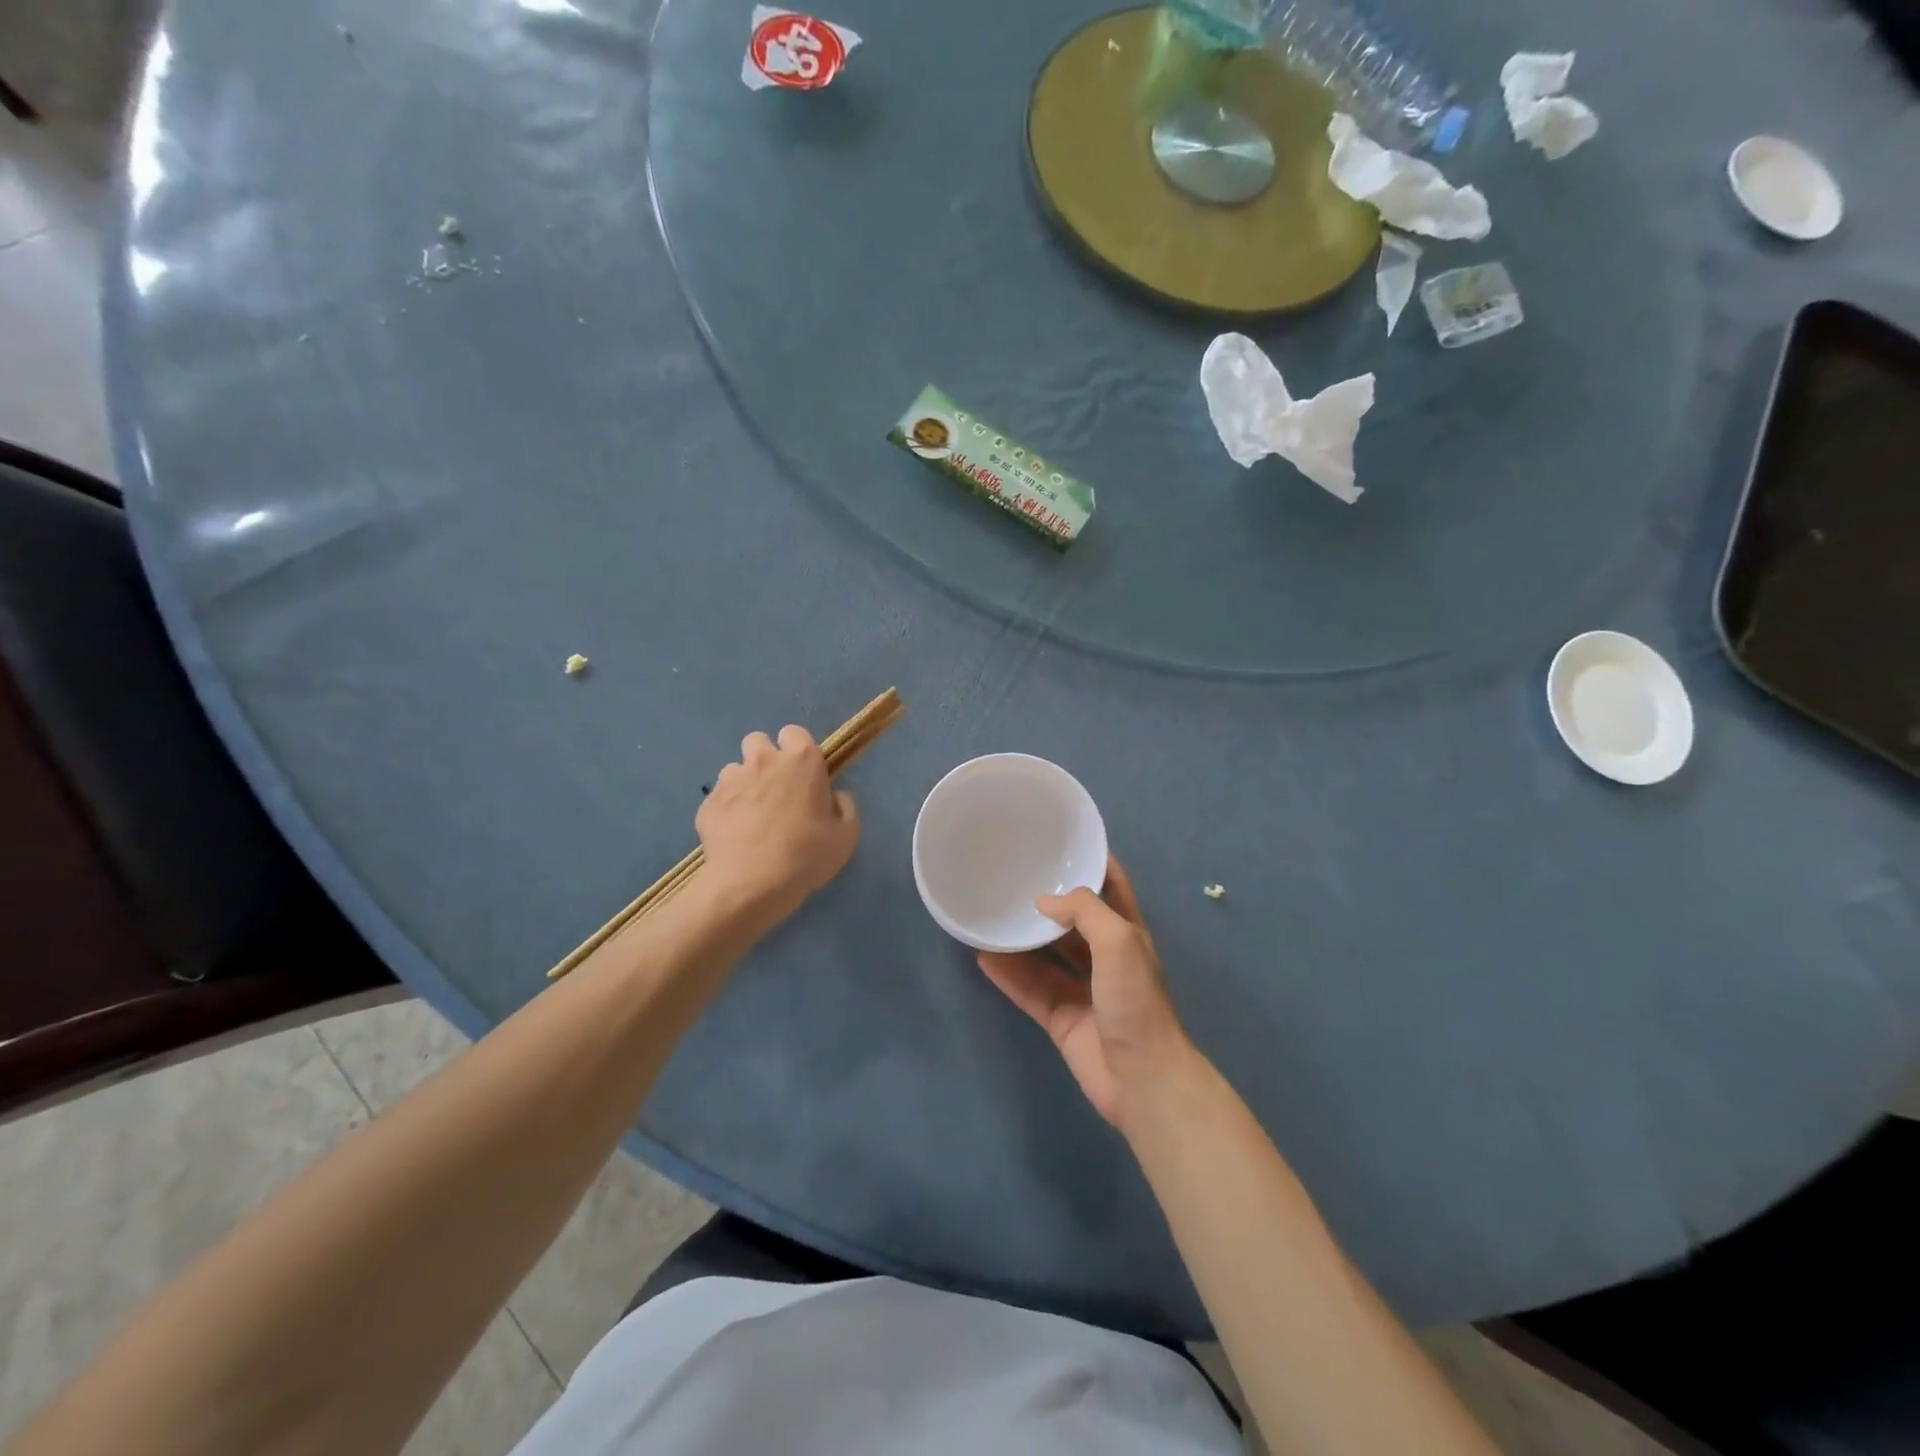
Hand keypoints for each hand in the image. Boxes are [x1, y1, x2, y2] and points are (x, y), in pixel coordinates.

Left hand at [696, 726, 859, 921]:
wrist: (751, 885)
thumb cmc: (806, 856)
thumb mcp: (846, 836)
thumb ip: (845, 807)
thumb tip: (835, 796)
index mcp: (801, 760)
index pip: (794, 732)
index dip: (797, 749)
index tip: (802, 773)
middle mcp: (764, 761)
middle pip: (758, 741)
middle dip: (765, 758)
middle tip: (774, 788)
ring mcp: (731, 780)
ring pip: (735, 768)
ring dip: (744, 783)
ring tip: (751, 813)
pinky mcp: (708, 803)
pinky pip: (718, 796)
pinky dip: (726, 808)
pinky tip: (735, 833)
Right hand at [977, 856, 1195, 1131]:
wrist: (1142, 1078)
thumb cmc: (1136, 1001)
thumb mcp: (1119, 941)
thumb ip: (1084, 912)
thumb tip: (1044, 903)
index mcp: (1127, 935)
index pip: (1112, 888)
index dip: (1094, 864)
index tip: (1063, 842)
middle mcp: (1105, 959)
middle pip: (1073, 923)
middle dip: (1049, 903)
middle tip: (1013, 879)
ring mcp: (1083, 991)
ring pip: (1047, 957)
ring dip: (1022, 939)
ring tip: (991, 914)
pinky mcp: (1062, 1019)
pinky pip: (1030, 990)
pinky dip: (1008, 975)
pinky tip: (983, 957)